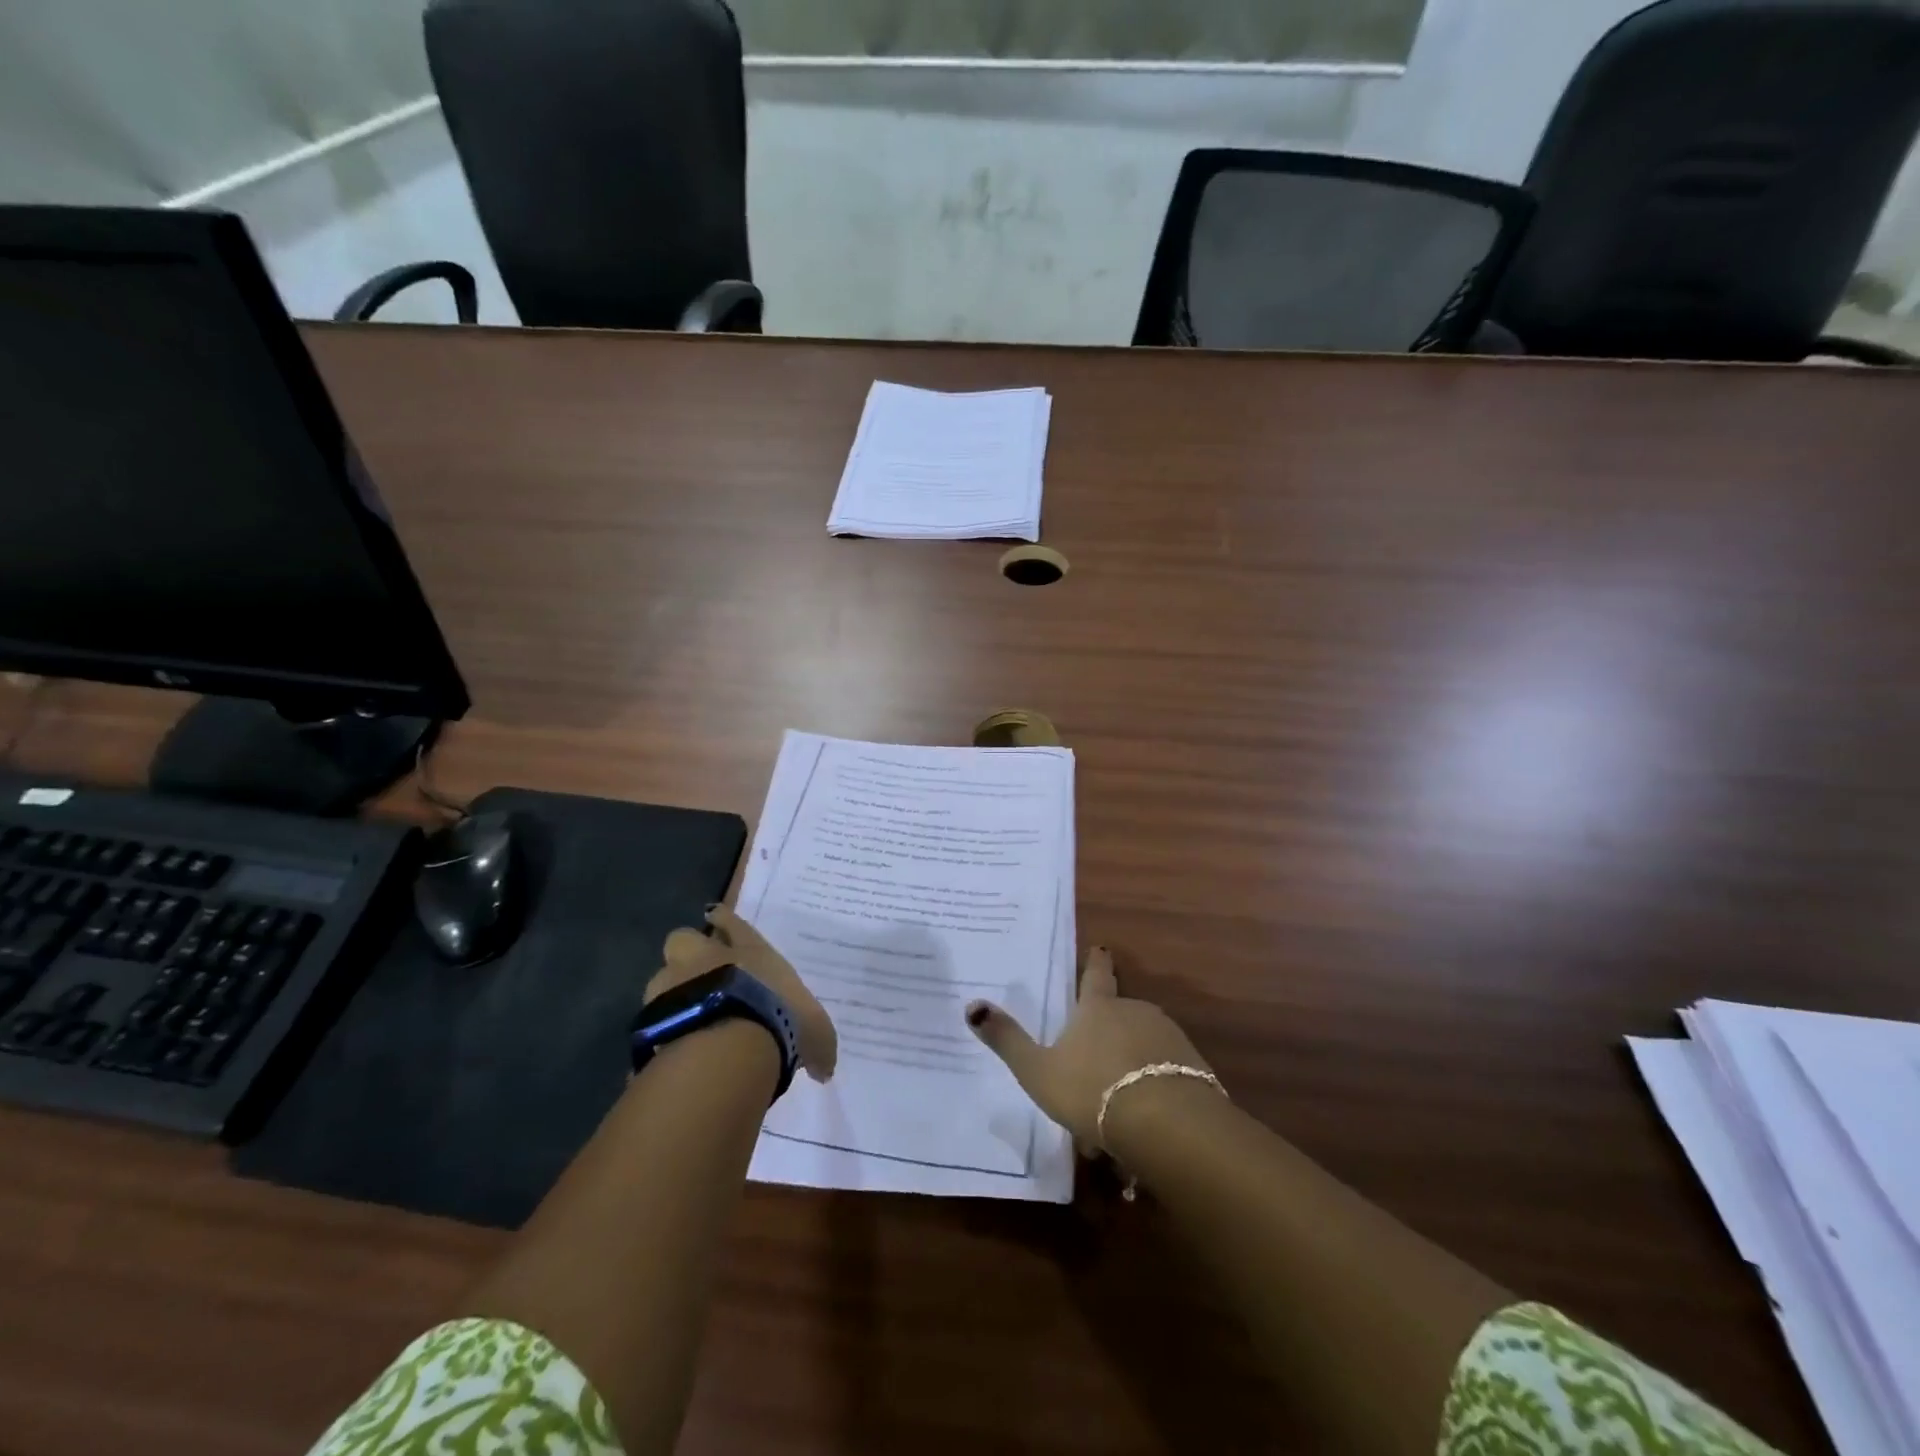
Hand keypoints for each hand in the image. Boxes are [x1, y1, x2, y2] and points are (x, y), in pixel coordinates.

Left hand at [650, 904, 837, 1080]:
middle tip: (697, 976)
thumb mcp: (814, 1031)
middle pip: (685, 938)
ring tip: (682, 1020)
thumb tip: (826, 1069)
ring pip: (663, 978)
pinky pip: (651, 1022)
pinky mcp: (650, 1018)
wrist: (730, 1040)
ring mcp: (674, 984)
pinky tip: (668, 1051)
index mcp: (748, 949)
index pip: (731, 922)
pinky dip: (657, 1034)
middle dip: (688, 954)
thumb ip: (818, 1045)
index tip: (715, 917)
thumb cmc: (780, 1017)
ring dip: (670, 995)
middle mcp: (707, 957)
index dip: (724, 920)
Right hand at [964, 946, 1209, 1149]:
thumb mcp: (1038, 1070)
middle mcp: (1135, 1012)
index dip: (1096, 962)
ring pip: (1142, 1047)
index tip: (1101, 949)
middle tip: (1092, 1067)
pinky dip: (1152, 1089)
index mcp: (1098, 1008)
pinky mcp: (1193, 1068)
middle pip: (1120, 1013)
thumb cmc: (1092, 1090)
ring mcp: (1168, 1038)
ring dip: (1129, 1068)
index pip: (1096, 975)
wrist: (1166, 1124)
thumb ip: (1007, 1040)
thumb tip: (972, 1005)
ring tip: (1113, 1110)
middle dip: (1108, 1033)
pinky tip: (1141, 1124)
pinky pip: (1165, 1074)